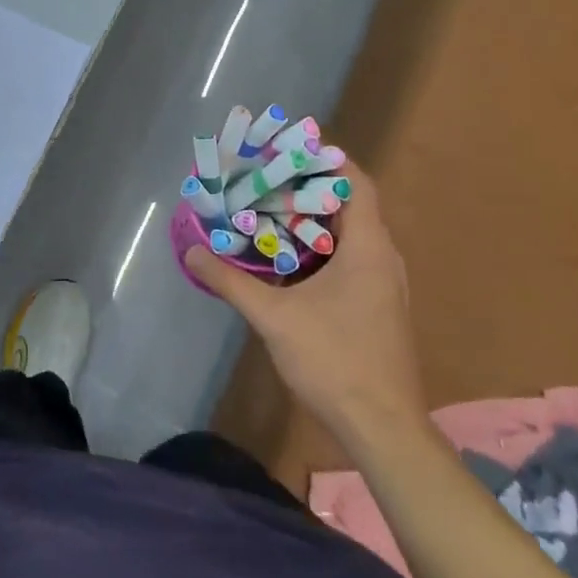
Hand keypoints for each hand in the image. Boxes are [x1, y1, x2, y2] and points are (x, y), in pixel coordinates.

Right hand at [187, 161, 428, 451]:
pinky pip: (351, 259)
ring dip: (314, 220)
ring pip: (350, 235)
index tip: (288, 148)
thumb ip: (231, 281)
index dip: (326, 158)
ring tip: (271, 211)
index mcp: (368, 247)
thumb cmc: (335, 361)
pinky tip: (287, 260)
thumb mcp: (274, 317)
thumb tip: (192, 251)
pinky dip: (321, 249)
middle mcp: (383, 258)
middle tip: (267, 178)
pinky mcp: (379, 307)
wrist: (383, 429)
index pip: (355, 181)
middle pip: (350, 204)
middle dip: (309, 188)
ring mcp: (384, 285)